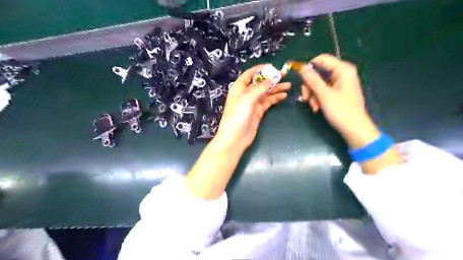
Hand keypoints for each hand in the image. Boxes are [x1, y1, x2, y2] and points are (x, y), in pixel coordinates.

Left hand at [216, 64, 287, 150]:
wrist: (235, 137)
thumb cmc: (238, 115)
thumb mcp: (248, 98)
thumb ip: (260, 88)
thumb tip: (270, 79)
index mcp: (240, 87)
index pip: (250, 74)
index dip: (260, 69)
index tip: (273, 67)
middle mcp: (246, 93)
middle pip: (260, 83)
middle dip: (272, 79)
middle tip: (285, 75)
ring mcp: (252, 103)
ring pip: (266, 93)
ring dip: (276, 88)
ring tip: (289, 85)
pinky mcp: (258, 112)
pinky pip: (268, 102)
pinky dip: (275, 98)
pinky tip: (284, 95)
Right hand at [301, 54, 378, 148]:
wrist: (354, 129)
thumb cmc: (341, 111)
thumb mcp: (324, 94)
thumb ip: (312, 80)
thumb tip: (302, 68)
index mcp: (343, 70)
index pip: (322, 59)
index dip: (309, 67)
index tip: (300, 78)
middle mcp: (342, 74)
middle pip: (319, 73)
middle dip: (310, 86)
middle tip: (305, 97)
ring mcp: (340, 84)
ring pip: (319, 83)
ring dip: (313, 94)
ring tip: (313, 106)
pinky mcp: (338, 92)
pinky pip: (323, 91)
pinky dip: (318, 98)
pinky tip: (317, 108)